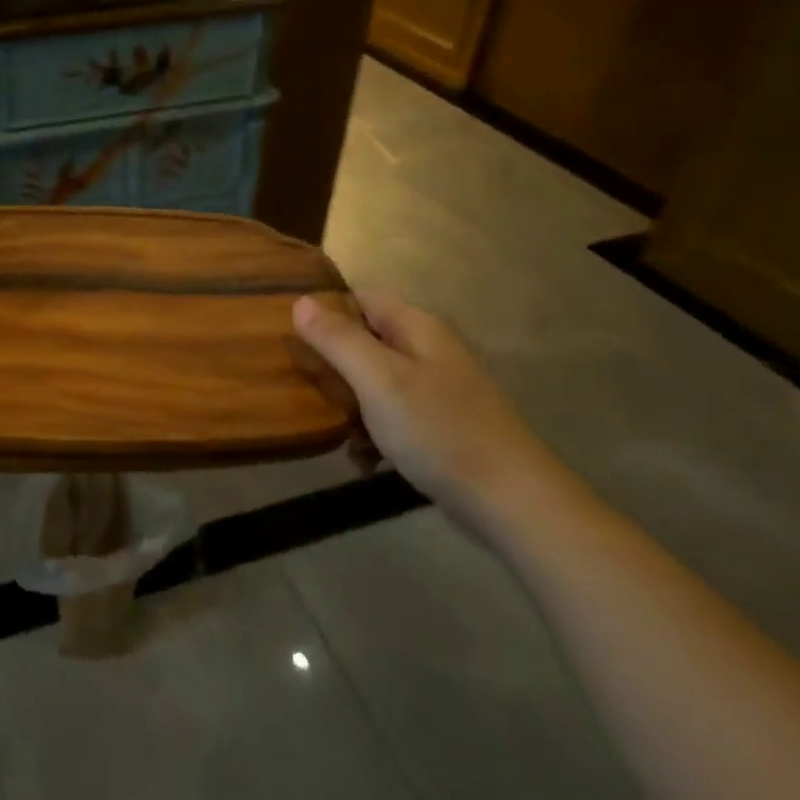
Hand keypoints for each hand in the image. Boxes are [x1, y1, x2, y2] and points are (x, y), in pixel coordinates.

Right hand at [293, 289, 564, 535]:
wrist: (511, 502)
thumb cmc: (439, 430)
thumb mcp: (378, 380)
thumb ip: (338, 339)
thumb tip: (300, 301)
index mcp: (415, 327)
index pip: (359, 297)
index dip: (323, 309)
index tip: (287, 333)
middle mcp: (426, 350)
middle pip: (363, 339)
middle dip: (330, 361)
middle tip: (298, 383)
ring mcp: (434, 390)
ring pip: (372, 381)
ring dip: (347, 402)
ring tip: (326, 426)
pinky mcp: (437, 426)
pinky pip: (389, 416)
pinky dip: (371, 433)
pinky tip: (362, 459)